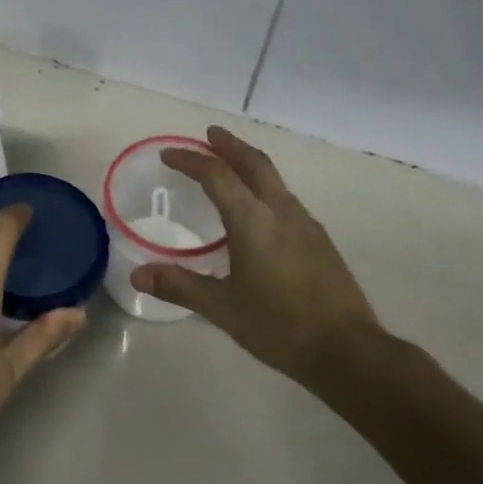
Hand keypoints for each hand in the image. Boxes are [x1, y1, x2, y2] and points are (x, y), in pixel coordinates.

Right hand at [130, 126, 378, 384]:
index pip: (216, 175)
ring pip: (274, 179)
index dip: (190, 160)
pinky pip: (285, 199)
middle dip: (229, 145)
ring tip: (230, 166)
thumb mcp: (221, 307)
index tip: (168, 155)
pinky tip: (258, 210)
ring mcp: (305, 223)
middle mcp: (281, 211)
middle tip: (209, 134)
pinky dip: (264, 188)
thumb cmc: (278, 326)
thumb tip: (137, 276)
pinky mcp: (319, 240)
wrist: (345, 349)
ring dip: (249, 164)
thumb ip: (179, 286)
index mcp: (253, 221)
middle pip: (254, 163)